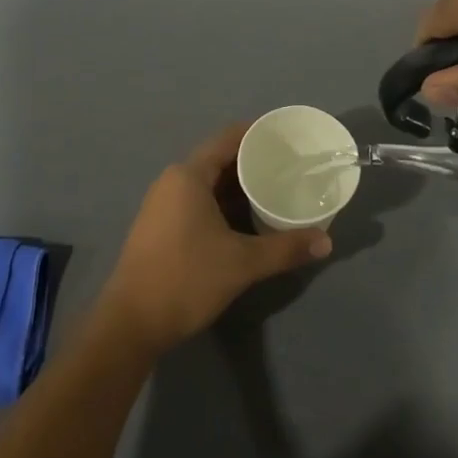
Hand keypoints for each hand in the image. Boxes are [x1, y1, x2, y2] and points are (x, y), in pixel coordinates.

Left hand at [97, 124, 332, 353]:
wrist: (131, 323)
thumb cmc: (186, 279)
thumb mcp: (242, 263)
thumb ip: (285, 248)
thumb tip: (326, 242)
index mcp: (189, 175)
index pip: (228, 138)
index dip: (258, 134)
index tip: (287, 138)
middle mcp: (173, 181)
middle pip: (219, 159)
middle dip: (253, 163)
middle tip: (289, 168)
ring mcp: (162, 203)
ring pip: (208, 183)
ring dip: (238, 187)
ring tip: (274, 191)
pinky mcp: (160, 226)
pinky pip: (197, 201)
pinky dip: (222, 204)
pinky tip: (246, 220)